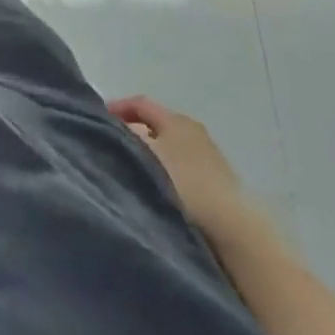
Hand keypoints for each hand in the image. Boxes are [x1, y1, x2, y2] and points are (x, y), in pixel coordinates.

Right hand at [107, 95, 260, 241]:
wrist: (234, 231)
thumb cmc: (184, 184)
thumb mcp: (145, 156)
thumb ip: (126, 139)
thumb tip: (114, 131)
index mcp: (176, 119)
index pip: (141, 103)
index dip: (118, 107)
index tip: (99, 120)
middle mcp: (195, 131)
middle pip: (157, 125)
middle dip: (134, 132)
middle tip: (115, 146)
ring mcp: (211, 158)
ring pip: (171, 148)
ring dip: (152, 155)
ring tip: (135, 171)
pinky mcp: (220, 185)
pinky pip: (184, 169)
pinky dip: (168, 172)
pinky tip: (161, 190)